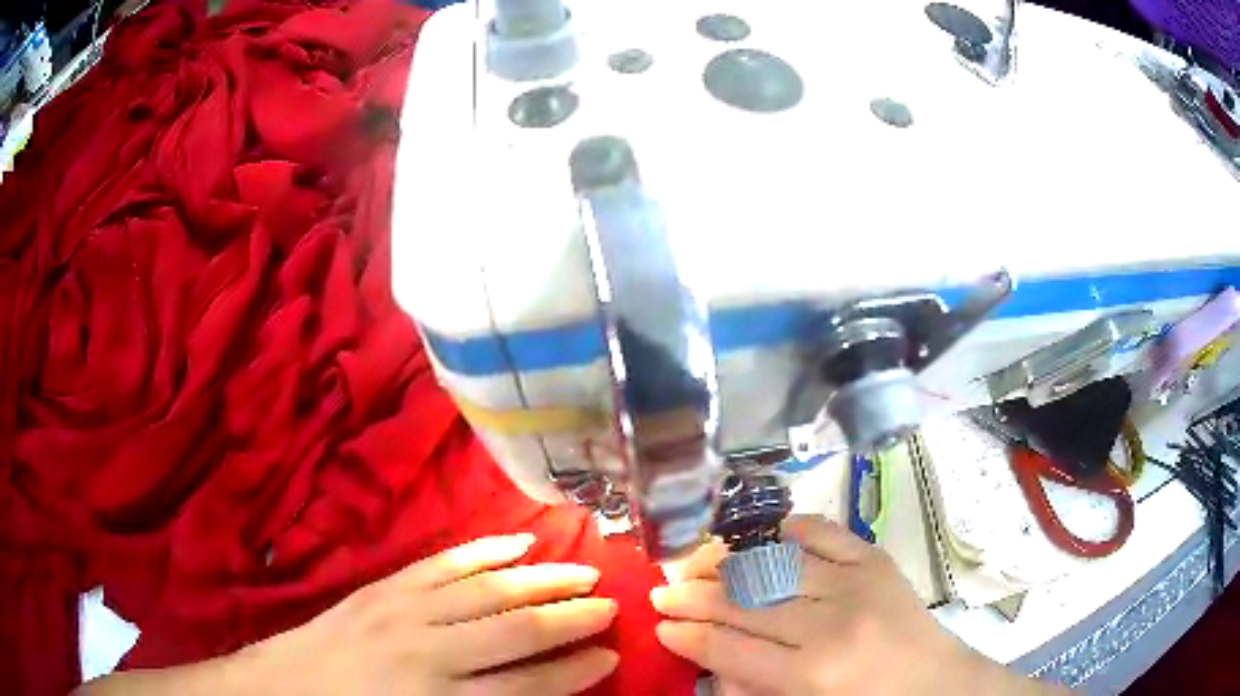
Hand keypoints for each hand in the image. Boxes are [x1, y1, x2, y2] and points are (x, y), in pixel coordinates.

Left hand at [80, 534, 618, 695]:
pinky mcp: (381, 588)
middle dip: (568, 614)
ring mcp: (401, 610)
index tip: (609, 655)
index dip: (574, 670)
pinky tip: (511, 542)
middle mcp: (426, 650)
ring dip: (537, 576)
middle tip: (610, 601)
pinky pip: (442, 564)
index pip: (527, 685)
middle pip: (513, 628)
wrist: (279, 693)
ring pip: (484, 588)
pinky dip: (482, 551)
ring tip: (579, 568)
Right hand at [652, 516, 1061, 695]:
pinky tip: (758, 535)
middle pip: (745, 601)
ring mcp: (857, 582)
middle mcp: (832, 622)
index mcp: (813, 673)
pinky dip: (786, 528)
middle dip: (694, 596)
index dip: (687, 635)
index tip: (660, 625)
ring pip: (774, 562)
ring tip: (696, 561)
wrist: (938, 683)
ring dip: (727, 560)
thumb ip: (752, 689)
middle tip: (662, 590)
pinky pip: (822, 532)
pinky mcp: (876, 558)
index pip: (730, 649)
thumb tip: (710, 659)